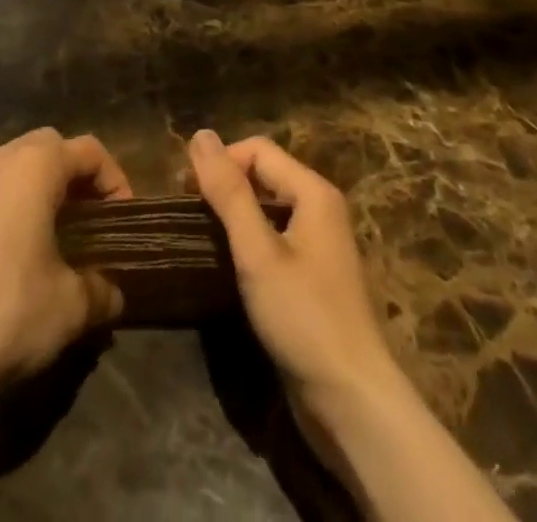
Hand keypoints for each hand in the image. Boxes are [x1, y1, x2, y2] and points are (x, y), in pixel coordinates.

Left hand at [0, 128, 131, 402]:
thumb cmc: (8, 312)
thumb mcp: (71, 307)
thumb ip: (101, 290)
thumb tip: (112, 293)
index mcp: (34, 166)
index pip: (88, 150)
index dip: (114, 179)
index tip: (123, 219)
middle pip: (47, 146)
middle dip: (73, 175)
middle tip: (89, 219)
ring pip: (11, 166)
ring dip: (36, 188)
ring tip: (48, 236)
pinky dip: (2, 207)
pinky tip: (4, 255)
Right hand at [186, 131, 400, 425]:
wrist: (351, 402)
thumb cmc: (303, 317)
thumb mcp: (257, 252)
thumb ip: (229, 192)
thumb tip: (200, 134)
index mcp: (313, 191)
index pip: (257, 149)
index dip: (220, 161)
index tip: (184, 191)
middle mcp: (320, 208)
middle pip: (264, 174)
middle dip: (224, 184)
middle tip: (187, 212)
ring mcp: (319, 243)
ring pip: (266, 207)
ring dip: (233, 213)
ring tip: (200, 234)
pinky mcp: (312, 276)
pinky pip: (274, 237)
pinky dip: (248, 239)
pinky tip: (227, 262)